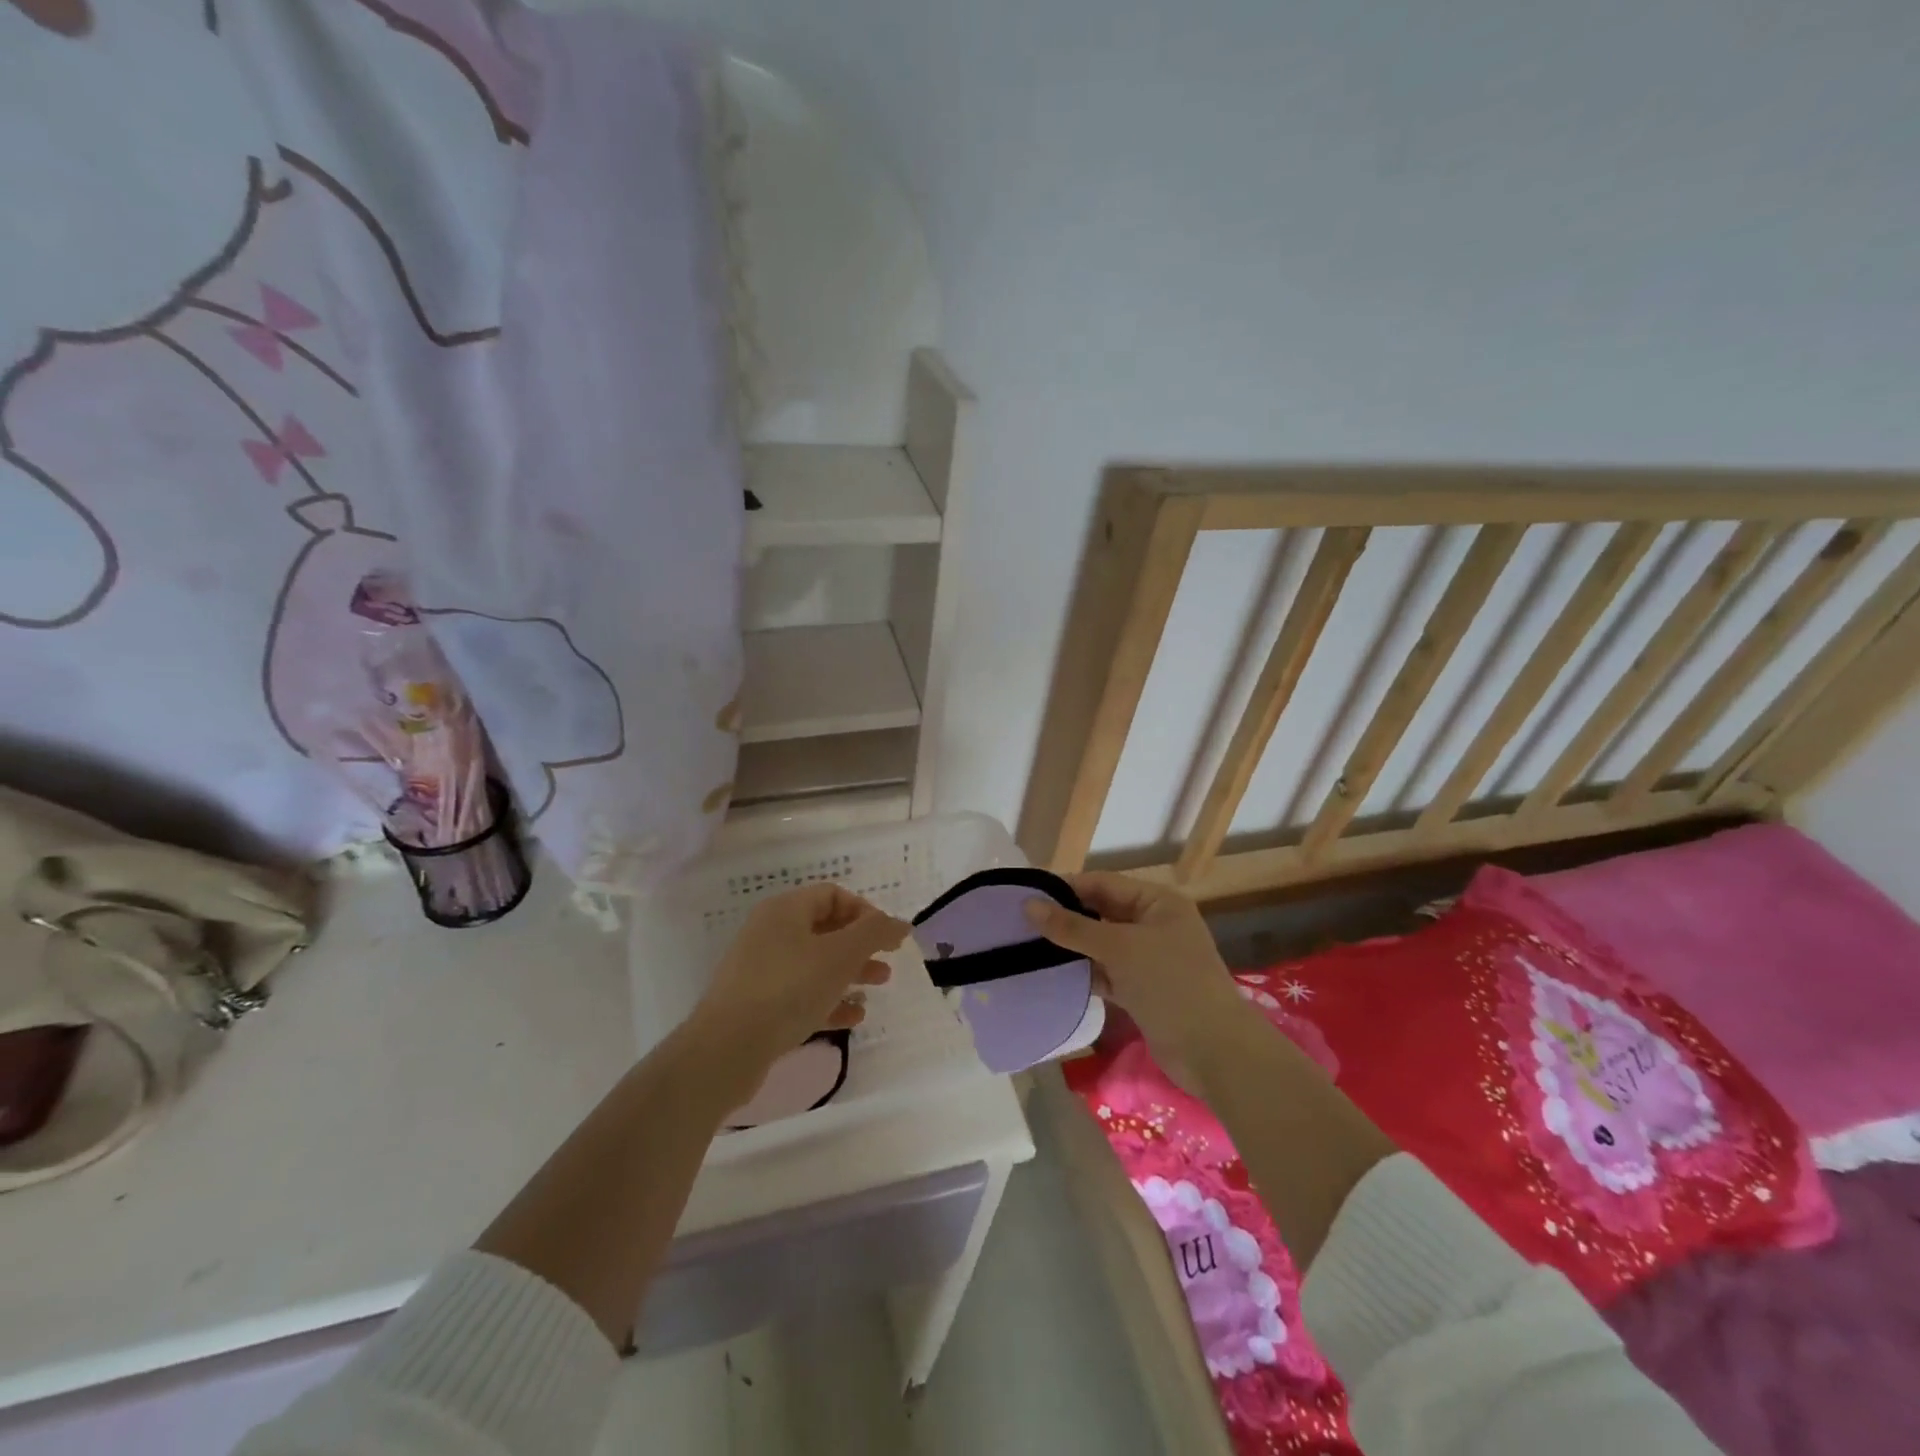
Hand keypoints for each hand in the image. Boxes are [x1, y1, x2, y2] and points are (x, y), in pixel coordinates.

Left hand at [690, 883, 907, 1082]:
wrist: (727, 1049)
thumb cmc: (788, 989)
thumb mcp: (840, 955)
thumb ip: (874, 933)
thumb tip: (901, 923)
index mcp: (785, 910)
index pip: (833, 895)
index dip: (865, 912)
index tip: (888, 938)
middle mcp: (770, 932)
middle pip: (825, 929)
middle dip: (861, 946)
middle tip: (887, 965)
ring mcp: (761, 970)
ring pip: (815, 963)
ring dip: (849, 973)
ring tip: (876, 989)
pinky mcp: (758, 1004)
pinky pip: (801, 993)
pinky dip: (828, 1000)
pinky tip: (852, 1018)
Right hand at [1024, 871, 1250, 1086]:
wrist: (1214, 1051)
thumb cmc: (1171, 984)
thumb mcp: (1120, 948)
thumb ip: (1073, 927)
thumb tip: (1029, 905)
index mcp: (1157, 902)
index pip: (1103, 884)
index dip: (1066, 887)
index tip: (1026, 895)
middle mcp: (1153, 924)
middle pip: (1101, 913)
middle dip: (1066, 918)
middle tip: (1021, 924)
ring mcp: (1149, 959)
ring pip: (1101, 945)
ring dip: (1071, 948)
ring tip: (1028, 948)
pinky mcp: (1142, 990)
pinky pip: (1106, 972)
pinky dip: (1084, 973)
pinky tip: (1053, 976)